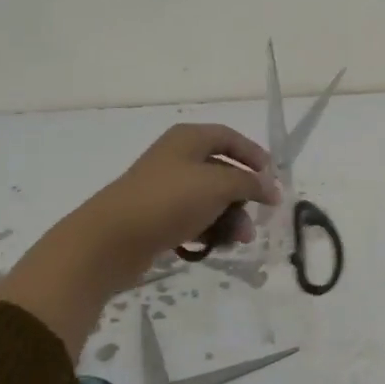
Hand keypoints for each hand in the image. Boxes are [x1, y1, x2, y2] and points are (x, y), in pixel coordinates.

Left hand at [0, 124, 277, 356]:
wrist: (111, 240)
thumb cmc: (168, 201)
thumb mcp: (217, 185)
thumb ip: (249, 183)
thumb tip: (271, 186)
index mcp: (188, 139)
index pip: (229, 137)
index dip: (254, 155)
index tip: (273, 178)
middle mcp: (177, 158)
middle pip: (222, 171)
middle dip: (244, 195)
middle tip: (260, 216)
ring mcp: (165, 189)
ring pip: (210, 199)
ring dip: (230, 217)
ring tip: (239, 240)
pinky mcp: (157, 217)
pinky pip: (194, 219)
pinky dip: (209, 229)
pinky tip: (218, 245)